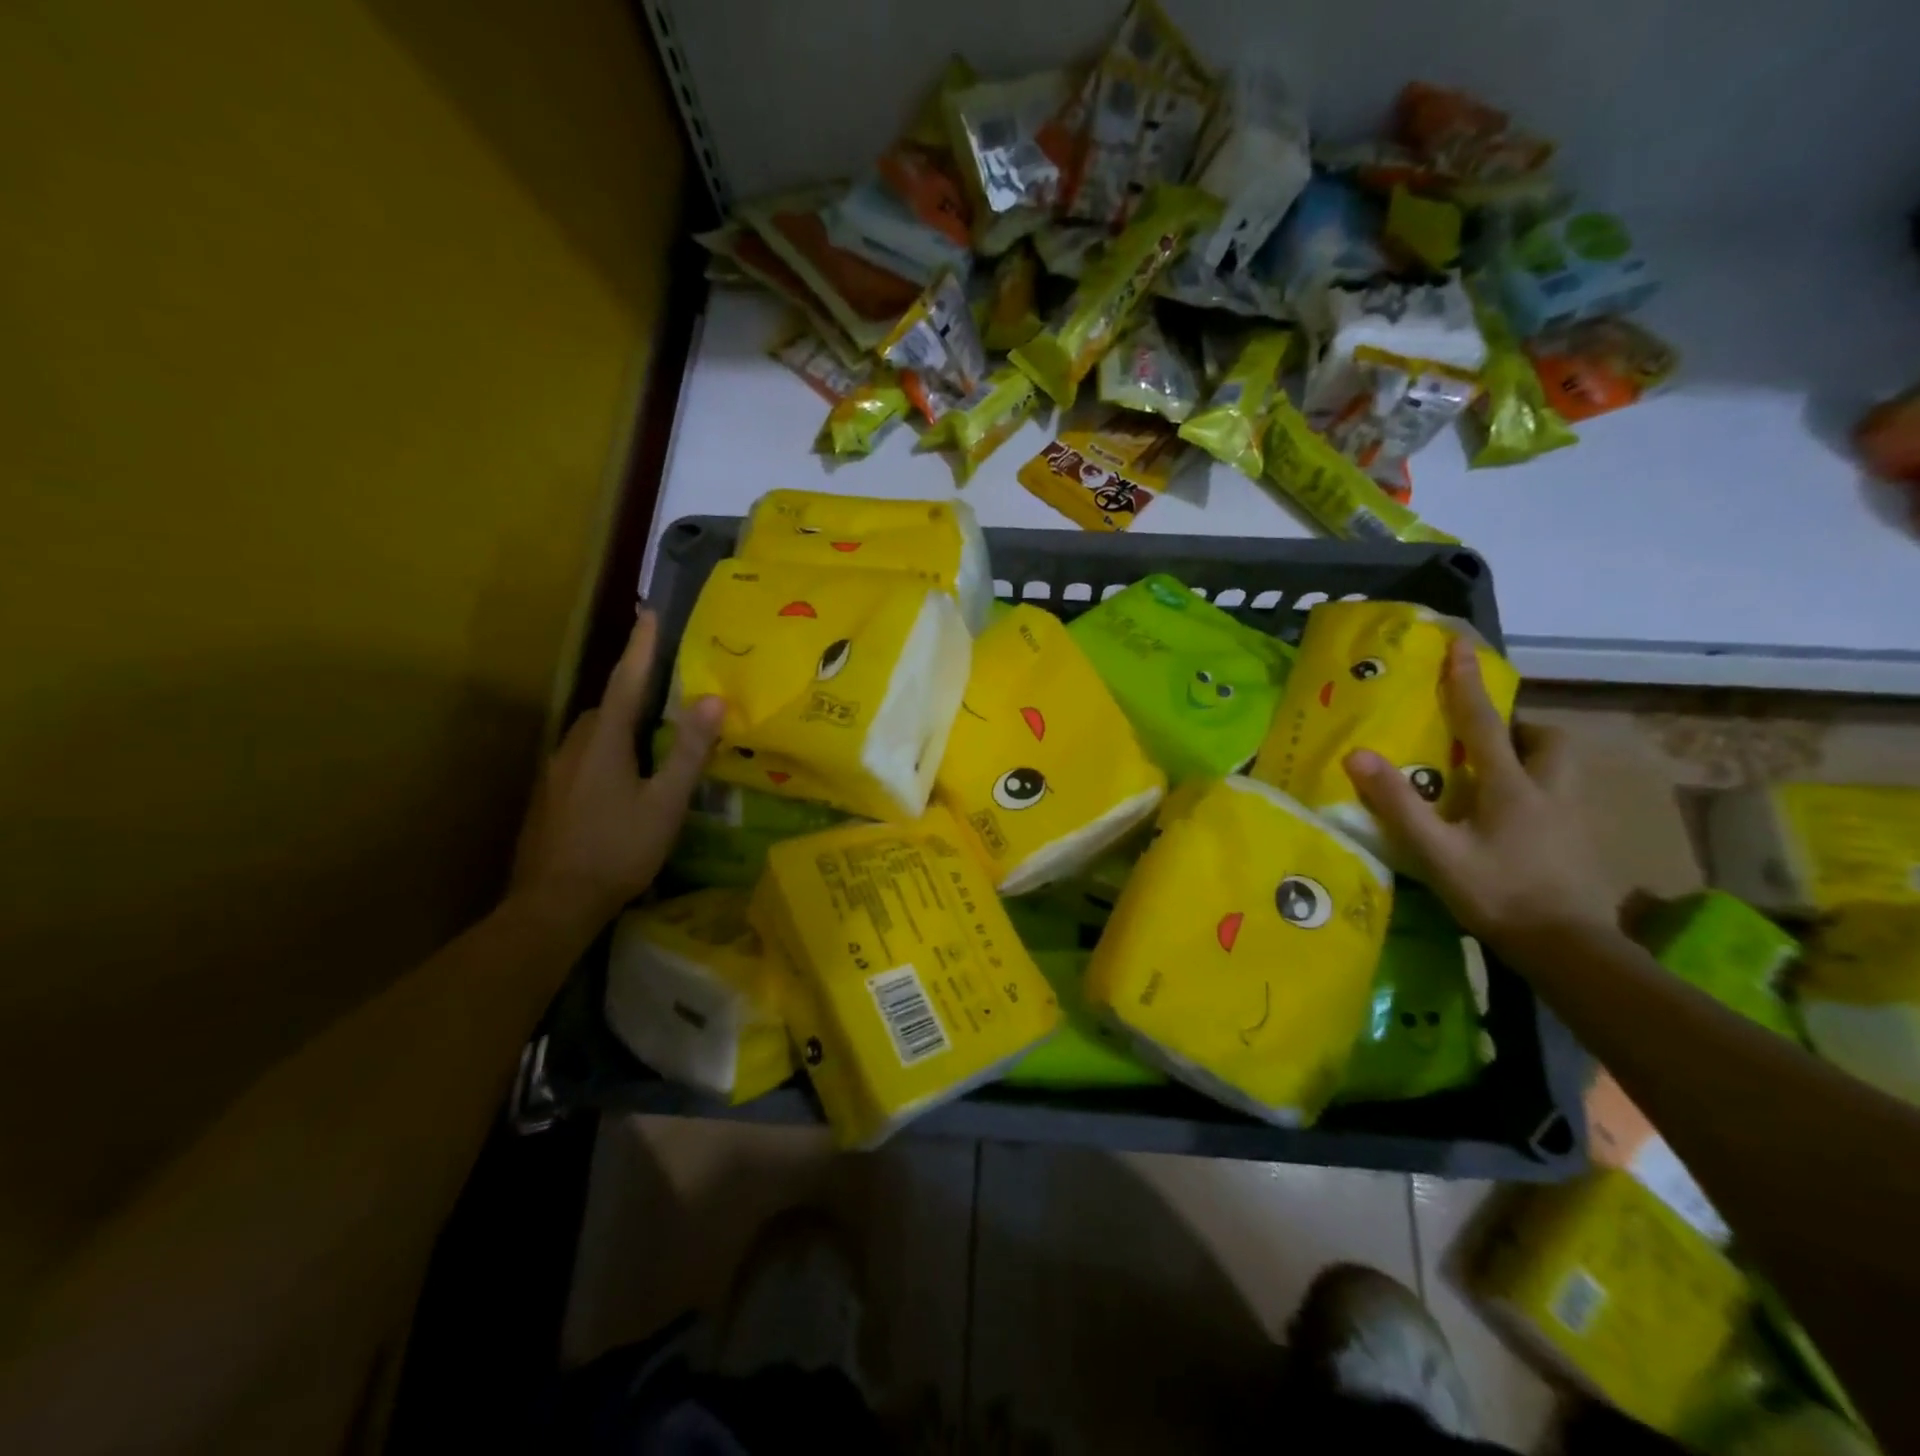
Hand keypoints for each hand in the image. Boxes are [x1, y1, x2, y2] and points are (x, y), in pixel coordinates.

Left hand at [509, 611, 723, 933]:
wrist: (553, 904)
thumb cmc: (618, 850)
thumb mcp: (665, 803)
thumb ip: (689, 752)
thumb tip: (712, 700)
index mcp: (604, 742)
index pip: (626, 682)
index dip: (640, 648)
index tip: (649, 614)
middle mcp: (573, 747)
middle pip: (607, 708)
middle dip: (634, 694)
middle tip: (667, 697)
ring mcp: (555, 773)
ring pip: (593, 735)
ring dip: (620, 728)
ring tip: (652, 744)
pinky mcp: (549, 797)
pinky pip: (582, 758)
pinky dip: (607, 755)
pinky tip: (623, 784)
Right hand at [1343, 638, 1616, 953]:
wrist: (1569, 949)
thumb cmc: (1497, 895)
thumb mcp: (1436, 852)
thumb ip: (1398, 804)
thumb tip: (1357, 755)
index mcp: (1510, 787)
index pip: (1483, 723)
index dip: (1467, 684)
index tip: (1460, 646)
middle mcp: (1549, 791)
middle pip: (1546, 739)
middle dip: (1519, 727)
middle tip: (1487, 738)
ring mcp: (1572, 816)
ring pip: (1561, 766)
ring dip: (1533, 755)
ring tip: (1498, 774)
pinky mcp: (1581, 841)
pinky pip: (1561, 795)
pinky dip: (1538, 789)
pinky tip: (1515, 819)